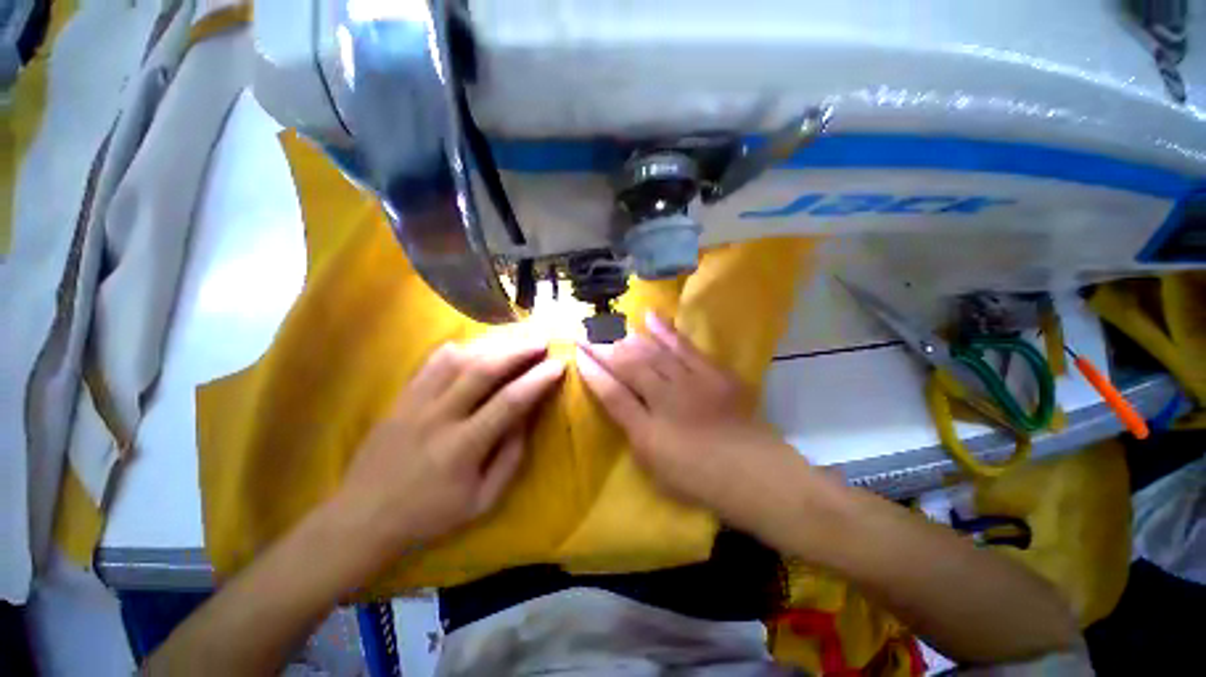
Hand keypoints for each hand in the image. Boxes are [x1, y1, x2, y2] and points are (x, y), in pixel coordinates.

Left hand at [332, 330, 565, 554]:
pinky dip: (457, 350)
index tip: (558, 365)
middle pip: (483, 370)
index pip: (510, 402)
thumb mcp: (483, 500)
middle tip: (541, 341)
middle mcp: (439, 418)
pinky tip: (474, 347)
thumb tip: (527, 417)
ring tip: (514, 340)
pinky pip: (430, 363)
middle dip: (518, 351)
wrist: (362, 520)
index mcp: (463, 448)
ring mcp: (415, 404)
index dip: (538, 380)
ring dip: (491, 345)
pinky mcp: (400, 399)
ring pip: (457, 360)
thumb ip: (510, 456)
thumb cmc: (430, 516)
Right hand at [576, 312, 804, 529]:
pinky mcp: (713, 372)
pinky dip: (666, 331)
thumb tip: (613, 398)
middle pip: (630, 367)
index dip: (592, 372)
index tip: (577, 353)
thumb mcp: (654, 461)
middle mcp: (666, 398)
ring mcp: (691, 381)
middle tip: (590, 336)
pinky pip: (684, 346)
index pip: (611, 392)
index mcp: (648, 428)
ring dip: (630, 339)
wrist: (755, 474)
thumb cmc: (698, 477)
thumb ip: (631, 427)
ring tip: (613, 329)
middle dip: (606, 350)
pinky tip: (650, 317)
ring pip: (653, 353)